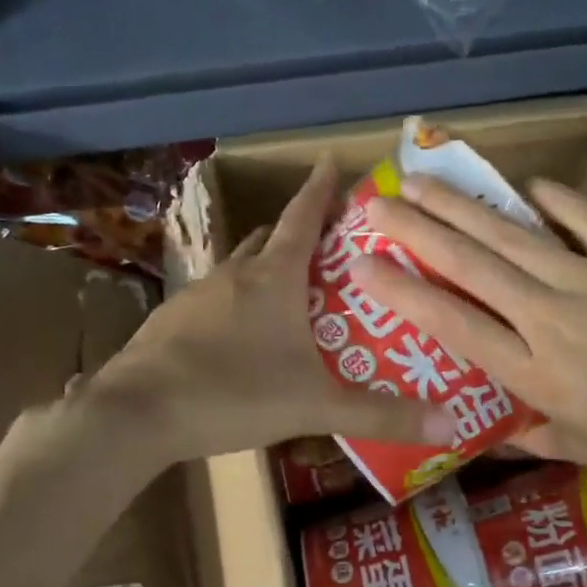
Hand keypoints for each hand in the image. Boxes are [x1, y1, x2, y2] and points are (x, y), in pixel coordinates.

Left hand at [86, 156, 455, 465]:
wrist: (136, 414)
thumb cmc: (233, 393)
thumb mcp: (315, 406)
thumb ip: (380, 415)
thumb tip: (450, 425)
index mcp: (273, 279)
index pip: (304, 219)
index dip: (320, 190)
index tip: (330, 162)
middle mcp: (234, 276)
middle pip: (271, 240)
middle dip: (298, 233)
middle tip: (327, 244)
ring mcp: (196, 297)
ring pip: (239, 270)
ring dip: (265, 269)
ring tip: (290, 289)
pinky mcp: (170, 323)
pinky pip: (213, 301)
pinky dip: (235, 304)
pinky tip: (241, 336)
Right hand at [354, 174, 586, 493]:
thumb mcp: (578, 449)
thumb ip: (522, 435)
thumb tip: (483, 431)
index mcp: (532, 370)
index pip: (451, 322)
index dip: (402, 290)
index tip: (363, 263)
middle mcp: (551, 316)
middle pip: (472, 263)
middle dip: (418, 229)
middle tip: (380, 202)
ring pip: (515, 234)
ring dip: (464, 206)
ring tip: (426, 181)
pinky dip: (557, 201)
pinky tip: (529, 186)